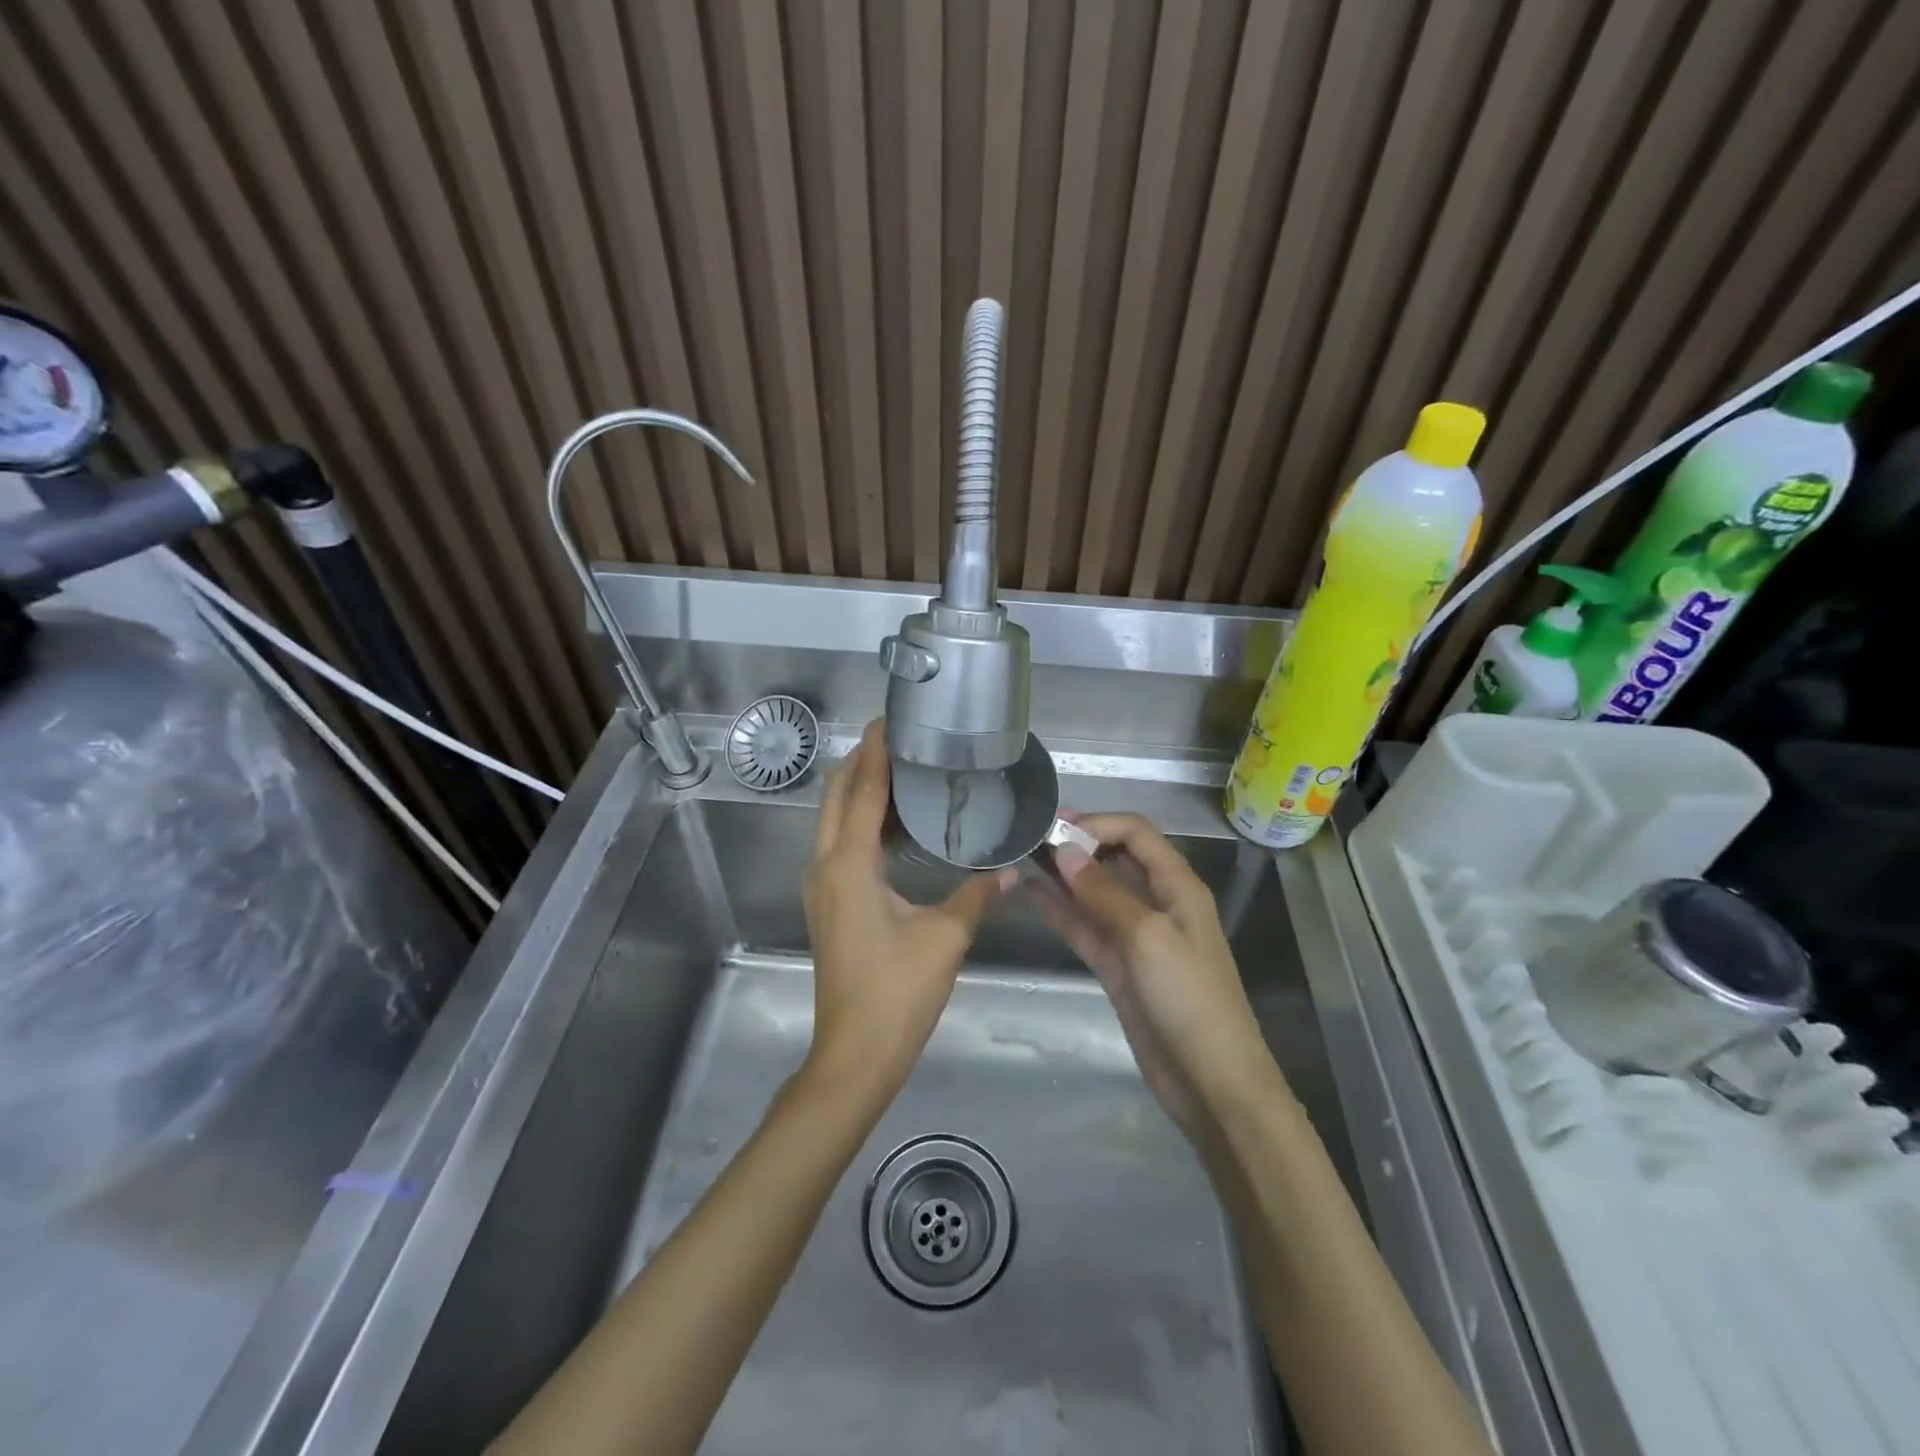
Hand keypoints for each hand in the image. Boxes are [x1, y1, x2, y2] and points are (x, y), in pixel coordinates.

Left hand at [802, 721, 1012, 1100]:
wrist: (854, 1054)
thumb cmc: (898, 992)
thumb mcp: (945, 938)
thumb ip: (977, 895)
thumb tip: (1012, 870)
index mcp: (849, 864)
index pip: (862, 790)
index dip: (876, 752)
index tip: (889, 718)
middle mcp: (825, 865)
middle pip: (836, 796)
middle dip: (861, 762)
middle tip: (898, 738)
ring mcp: (820, 885)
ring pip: (831, 819)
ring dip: (857, 790)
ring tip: (899, 771)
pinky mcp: (826, 903)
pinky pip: (836, 843)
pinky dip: (857, 820)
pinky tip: (892, 825)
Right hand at [1034, 812, 1280, 1136]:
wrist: (1211, 1081)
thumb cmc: (1189, 998)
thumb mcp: (1148, 937)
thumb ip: (1103, 892)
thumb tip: (1064, 849)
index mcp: (1177, 886)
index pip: (1136, 834)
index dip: (1098, 824)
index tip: (1055, 828)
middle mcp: (1157, 903)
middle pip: (1115, 859)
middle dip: (1077, 845)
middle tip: (1031, 837)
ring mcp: (1135, 936)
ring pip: (1095, 894)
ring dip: (1063, 877)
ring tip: (1022, 859)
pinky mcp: (1118, 967)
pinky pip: (1086, 928)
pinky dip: (1061, 912)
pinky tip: (1030, 897)